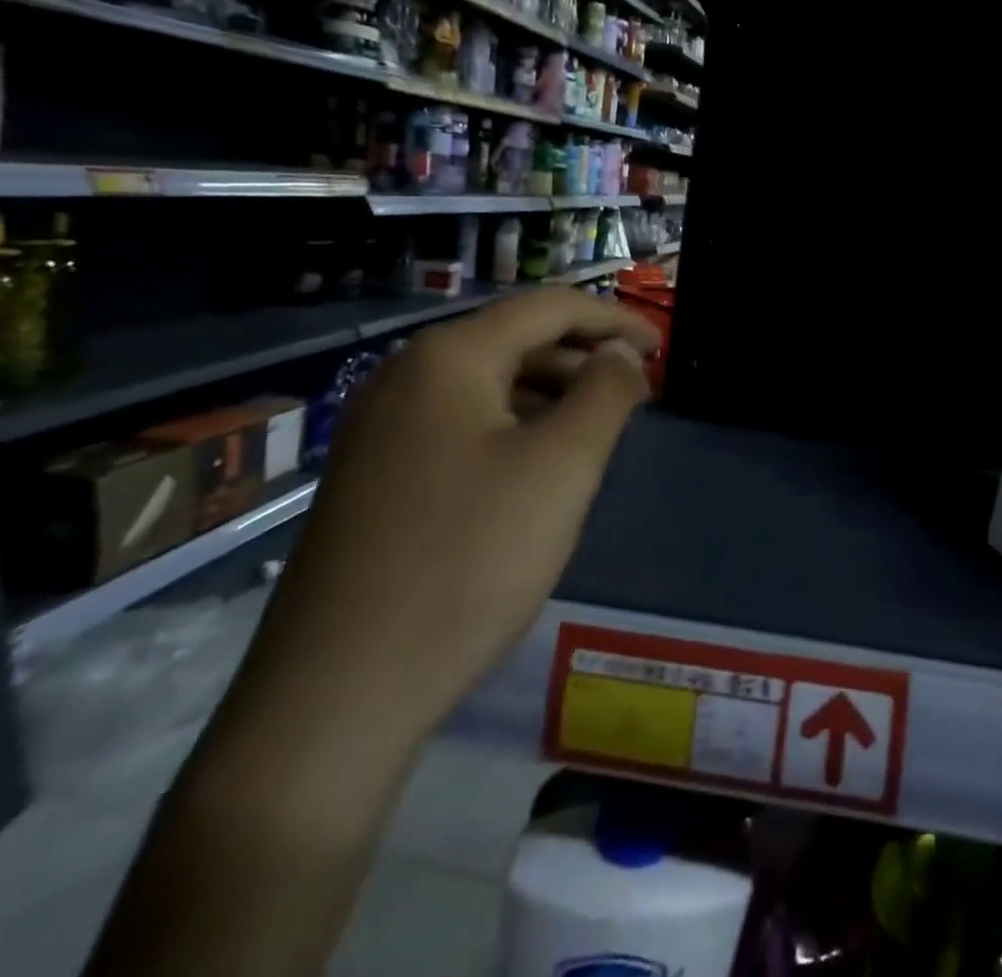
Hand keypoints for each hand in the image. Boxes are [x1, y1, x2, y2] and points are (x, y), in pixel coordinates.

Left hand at [242, 289, 661, 739]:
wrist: (338, 694)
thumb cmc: (468, 561)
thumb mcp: (562, 467)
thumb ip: (605, 392)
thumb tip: (620, 353)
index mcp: (449, 357)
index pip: (549, 307)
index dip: (615, 320)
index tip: (662, 347)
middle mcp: (406, 375)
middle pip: (516, 339)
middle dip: (584, 356)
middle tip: (638, 391)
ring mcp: (380, 426)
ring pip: (488, 383)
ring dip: (551, 392)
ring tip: (599, 427)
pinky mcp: (375, 473)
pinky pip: (460, 423)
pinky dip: (514, 425)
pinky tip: (539, 464)